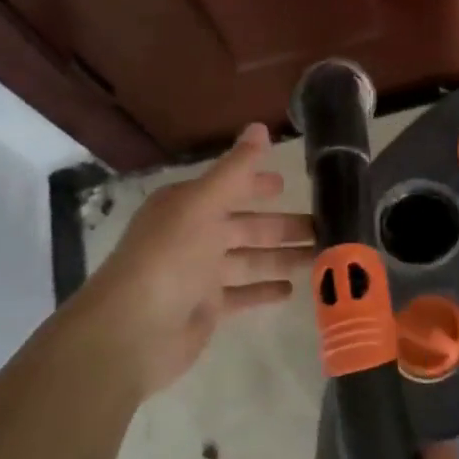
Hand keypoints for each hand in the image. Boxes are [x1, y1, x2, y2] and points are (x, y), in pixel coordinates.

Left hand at [65, 123, 313, 397]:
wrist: (133, 331)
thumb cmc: (169, 257)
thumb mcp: (204, 204)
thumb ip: (236, 169)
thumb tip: (260, 127)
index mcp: (187, 206)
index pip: (229, 189)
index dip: (257, 185)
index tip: (289, 184)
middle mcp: (192, 236)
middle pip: (245, 226)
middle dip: (282, 226)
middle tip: (324, 226)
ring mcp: (198, 274)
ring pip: (249, 260)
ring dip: (282, 257)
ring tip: (320, 257)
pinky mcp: (206, 308)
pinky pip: (242, 294)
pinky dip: (264, 290)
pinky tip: (292, 289)